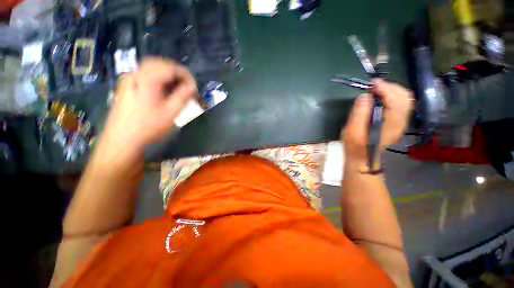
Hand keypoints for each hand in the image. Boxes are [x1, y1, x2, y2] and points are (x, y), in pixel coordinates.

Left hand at [101, 57, 196, 154]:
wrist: (122, 139)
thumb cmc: (149, 126)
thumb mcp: (171, 112)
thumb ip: (183, 96)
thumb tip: (192, 86)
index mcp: (147, 79)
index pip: (171, 68)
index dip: (186, 75)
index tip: (194, 86)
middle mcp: (136, 74)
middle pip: (159, 64)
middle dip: (176, 72)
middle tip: (187, 84)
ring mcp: (129, 79)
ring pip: (151, 68)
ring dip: (167, 74)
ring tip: (177, 87)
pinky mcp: (126, 86)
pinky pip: (145, 75)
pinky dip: (157, 78)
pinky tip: (163, 89)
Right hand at [341, 79, 412, 169]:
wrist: (363, 157)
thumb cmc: (355, 145)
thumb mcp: (353, 130)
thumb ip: (359, 112)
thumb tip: (365, 95)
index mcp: (391, 123)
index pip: (395, 99)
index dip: (385, 88)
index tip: (371, 84)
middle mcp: (401, 121)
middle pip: (404, 96)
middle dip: (390, 87)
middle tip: (373, 86)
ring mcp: (401, 121)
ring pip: (405, 99)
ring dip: (391, 90)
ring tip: (376, 90)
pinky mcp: (397, 122)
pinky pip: (401, 104)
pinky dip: (392, 96)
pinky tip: (380, 98)